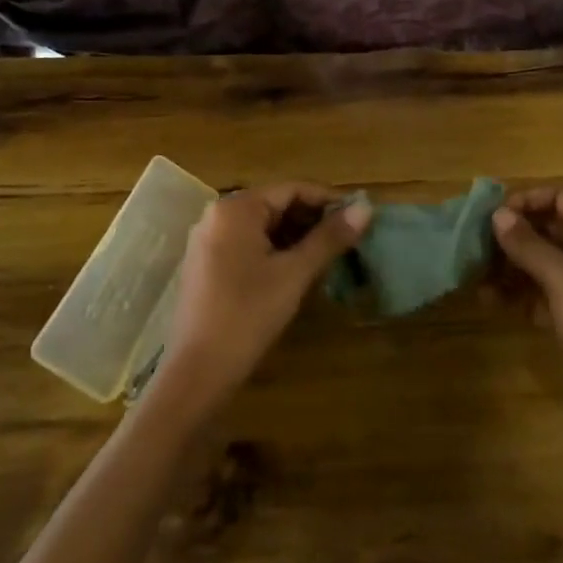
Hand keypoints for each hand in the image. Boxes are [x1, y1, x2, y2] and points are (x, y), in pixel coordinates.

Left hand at [157, 183, 371, 413]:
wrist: (197, 372)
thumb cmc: (248, 315)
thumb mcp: (294, 274)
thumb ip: (329, 238)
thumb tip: (366, 208)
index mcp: (236, 208)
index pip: (292, 189)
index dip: (328, 200)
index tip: (358, 216)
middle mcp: (218, 215)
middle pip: (276, 205)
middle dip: (312, 220)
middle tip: (347, 239)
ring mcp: (208, 240)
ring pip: (262, 226)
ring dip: (296, 237)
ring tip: (329, 255)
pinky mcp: (206, 265)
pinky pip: (247, 244)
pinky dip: (274, 251)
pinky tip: (296, 270)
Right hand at [493, 190, 562, 483]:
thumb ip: (529, 245)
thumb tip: (498, 214)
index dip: (529, 200)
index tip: (494, 214)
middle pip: (550, 230)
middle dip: (513, 235)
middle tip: (475, 244)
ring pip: (542, 264)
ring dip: (509, 266)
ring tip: (474, 274)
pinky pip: (541, 295)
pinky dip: (517, 294)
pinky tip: (488, 300)